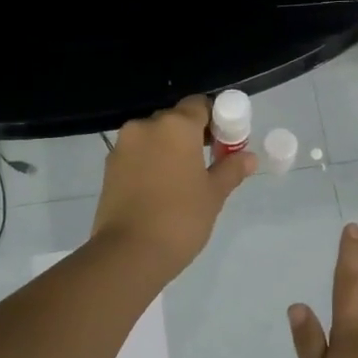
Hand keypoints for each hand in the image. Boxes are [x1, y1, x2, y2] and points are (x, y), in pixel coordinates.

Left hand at [91, 95, 255, 279]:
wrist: (130, 252)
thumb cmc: (181, 218)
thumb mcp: (213, 195)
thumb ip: (231, 169)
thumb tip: (248, 157)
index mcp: (176, 126)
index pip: (200, 105)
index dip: (216, 120)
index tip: (225, 143)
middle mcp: (146, 127)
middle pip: (175, 120)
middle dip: (192, 135)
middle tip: (207, 164)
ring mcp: (123, 146)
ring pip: (153, 138)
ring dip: (169, 150)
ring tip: (183, 181)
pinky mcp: (109, 168)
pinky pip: (137, 155)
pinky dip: (151, 163)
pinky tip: (160, 190)